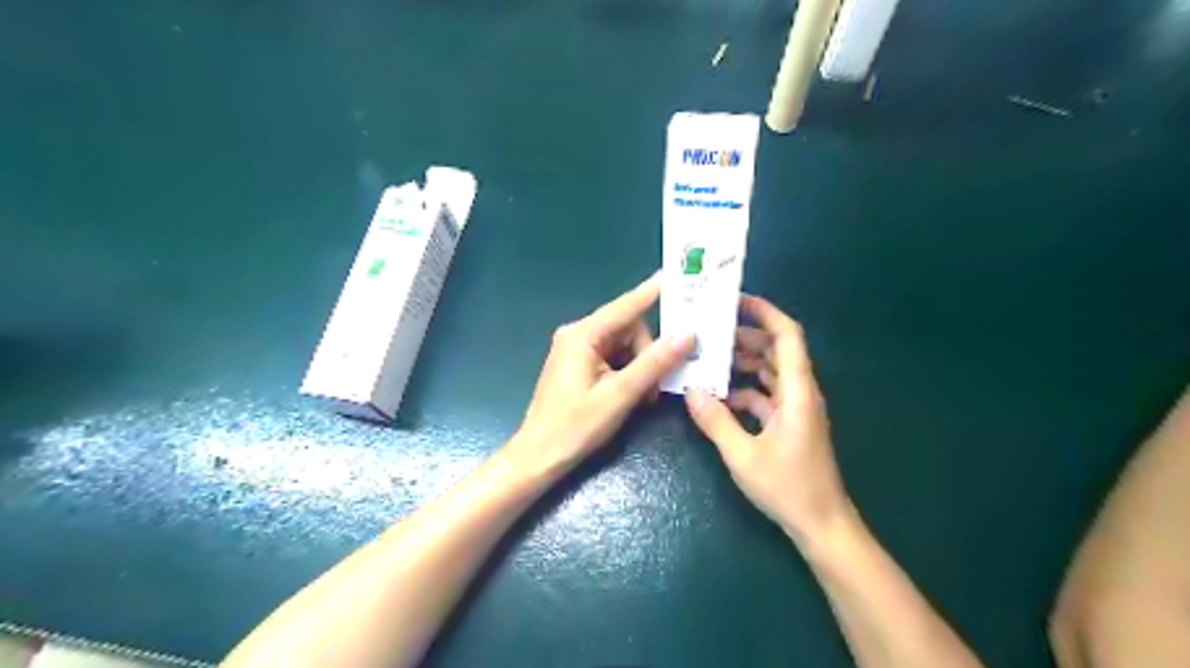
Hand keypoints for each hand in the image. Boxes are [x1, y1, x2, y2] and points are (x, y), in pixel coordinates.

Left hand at [513, 274, 699, 473]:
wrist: (539, 457)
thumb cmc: (576, 426)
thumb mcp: (620, 395)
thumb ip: (654, 363)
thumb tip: (687, 335)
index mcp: (583, 334)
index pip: (627, 306)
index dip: (654, 291)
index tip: (679, 276)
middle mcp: (578, 334)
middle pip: (629, 329)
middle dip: (648, 354)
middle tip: (655, 386)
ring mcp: (577, 349)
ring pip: (624, 345)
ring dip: (640, 368)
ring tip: (643, 397)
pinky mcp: (579, 364)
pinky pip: (614, 357)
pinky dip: (628, 373)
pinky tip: (632, 395)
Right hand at [684, 295, 850, 543]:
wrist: (821, 525)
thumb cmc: (788, 487)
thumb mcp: (743, 454)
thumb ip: (715, 420)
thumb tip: (689, 390)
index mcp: (797, 391)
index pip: (787, 335)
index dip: (765, 312)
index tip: (736, 301)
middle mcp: (800, 392)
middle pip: (776, 349)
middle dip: (745, 336)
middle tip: (710, 331)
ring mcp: (796, 408)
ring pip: (770, 371)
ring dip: (744, 362)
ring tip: (710, 357)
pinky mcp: (790, 424)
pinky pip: (766, 395)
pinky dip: (745, 389)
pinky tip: (719, 395)